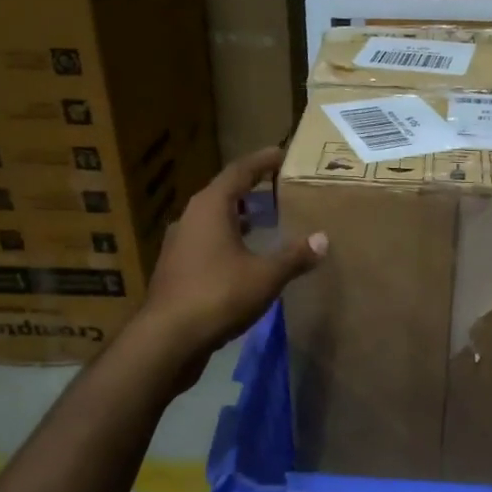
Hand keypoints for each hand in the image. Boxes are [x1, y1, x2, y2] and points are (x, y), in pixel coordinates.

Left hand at [135, 147, 325, 376]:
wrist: (168, 337)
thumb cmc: (219, 295)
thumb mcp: (266, 275)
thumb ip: (295, 256)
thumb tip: (323, 239)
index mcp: (211, 207)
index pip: (239, 171)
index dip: (262, 161)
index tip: (282, 154)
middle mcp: (190, 217)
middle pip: (223, 192)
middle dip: (251, 188)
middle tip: (277, 187)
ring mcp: (179, 243)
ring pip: (212, 219)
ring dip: (238, 216)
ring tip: (264, 219)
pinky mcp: (176, 268)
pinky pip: (206, 241)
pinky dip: (227, 239)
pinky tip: (243, 255)